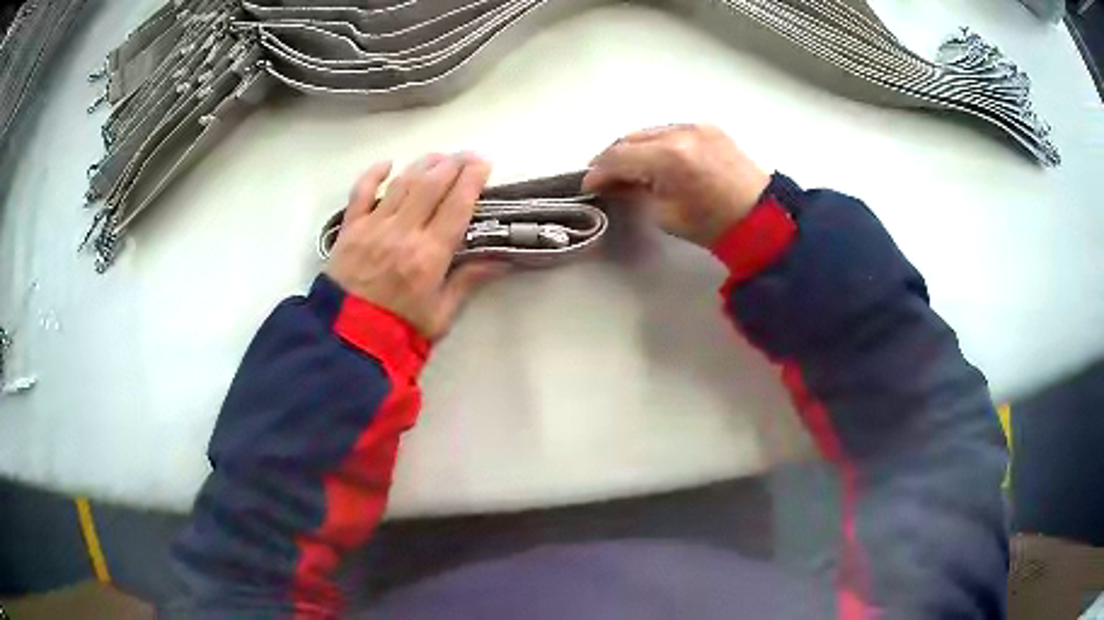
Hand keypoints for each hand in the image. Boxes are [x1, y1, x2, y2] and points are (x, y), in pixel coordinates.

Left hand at [326, 153, 506, 340]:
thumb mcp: (442, 314)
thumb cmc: (400, 330)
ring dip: (423, 164)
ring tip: (438, 157)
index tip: (483, 163)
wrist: (348, 341)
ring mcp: (373, 227)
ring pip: (402, 183)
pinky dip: (373, 174)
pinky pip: (360, 192)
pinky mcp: (350, 229)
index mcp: (429, 255)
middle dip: (453, 164)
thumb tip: (502, 259)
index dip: (472, 179)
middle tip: (467, 155)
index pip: (456, 205)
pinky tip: (387, 164)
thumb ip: (468, 281)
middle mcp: (402, 233)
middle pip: (431, 185)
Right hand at [583, 124, 770, 247]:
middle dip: (612, 157)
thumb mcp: (666, 215)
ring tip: (625, 167)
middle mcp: (680, 132)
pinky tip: (653, 158)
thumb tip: (619, 183)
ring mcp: (696, 126)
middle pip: (631, 138)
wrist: (763, 219)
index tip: (588, 186)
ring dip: (633, 147)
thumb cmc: (714, 225)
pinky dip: (655, 143)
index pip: (619, 157)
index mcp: (668, 157)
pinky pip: (671, 130)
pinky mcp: (709, 128)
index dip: (598, 172)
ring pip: (650, 131)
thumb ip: (637, 192)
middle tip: (602, 176)